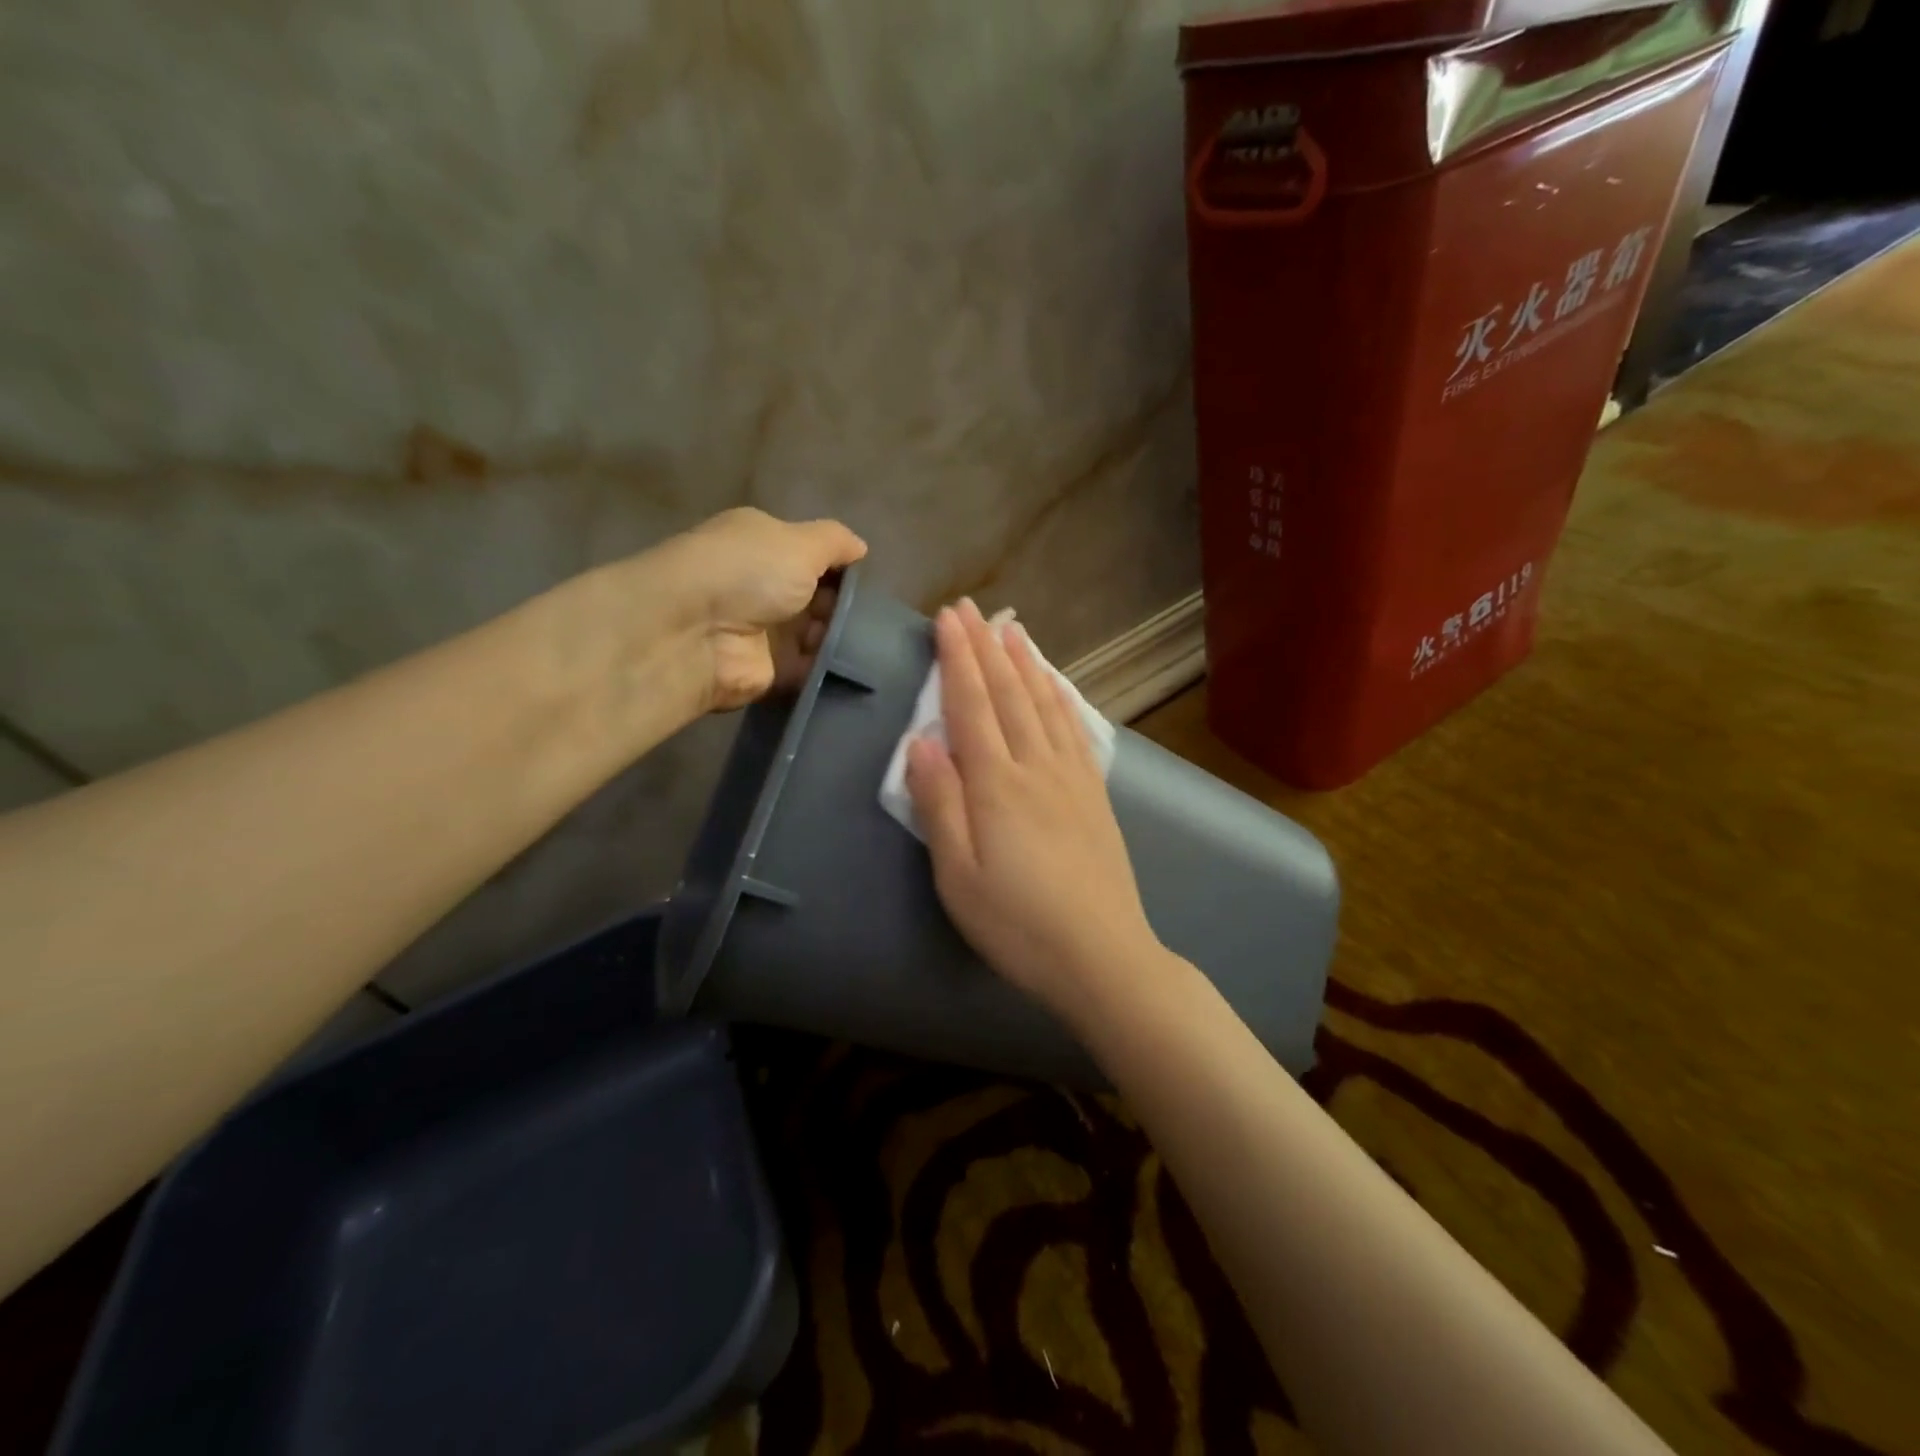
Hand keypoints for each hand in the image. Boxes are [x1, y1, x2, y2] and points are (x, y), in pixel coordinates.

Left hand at [654, 507, 867, 711]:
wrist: (697, 634)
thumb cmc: (749, 573)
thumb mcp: (800, 542)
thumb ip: (835, 542)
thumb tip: (860, 548)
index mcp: (763, 545)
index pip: (811, 554)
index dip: (840, 567)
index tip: (866, 582)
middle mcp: (761, 585)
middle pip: (817, 597)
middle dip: (844, 606)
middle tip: (872, 618)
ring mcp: (764, 630)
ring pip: (818, 634)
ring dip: (840, 638)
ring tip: (865, 642)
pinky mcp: (769, 671)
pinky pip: (810, 668)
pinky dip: (830, 668)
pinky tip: (855, 667)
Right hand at [905, 599, 1161, 1013]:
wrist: (1101, 955)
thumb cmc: (1016, 923)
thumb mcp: (957, 876)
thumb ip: (939, 804)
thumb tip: (920, 743)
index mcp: (996, 784)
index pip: (971, 705)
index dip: (957, 658)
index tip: (947, 618)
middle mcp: (1036, 766)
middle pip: (1008, 693)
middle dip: (986, 646)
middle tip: (971, 608)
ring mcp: (1071, 777)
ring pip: (1044, 703)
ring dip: (1026, 662)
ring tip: (1012, 628)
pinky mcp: (1094, 794)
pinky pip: (1075, 729)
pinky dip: (1061, 697)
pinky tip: (1057, 684)